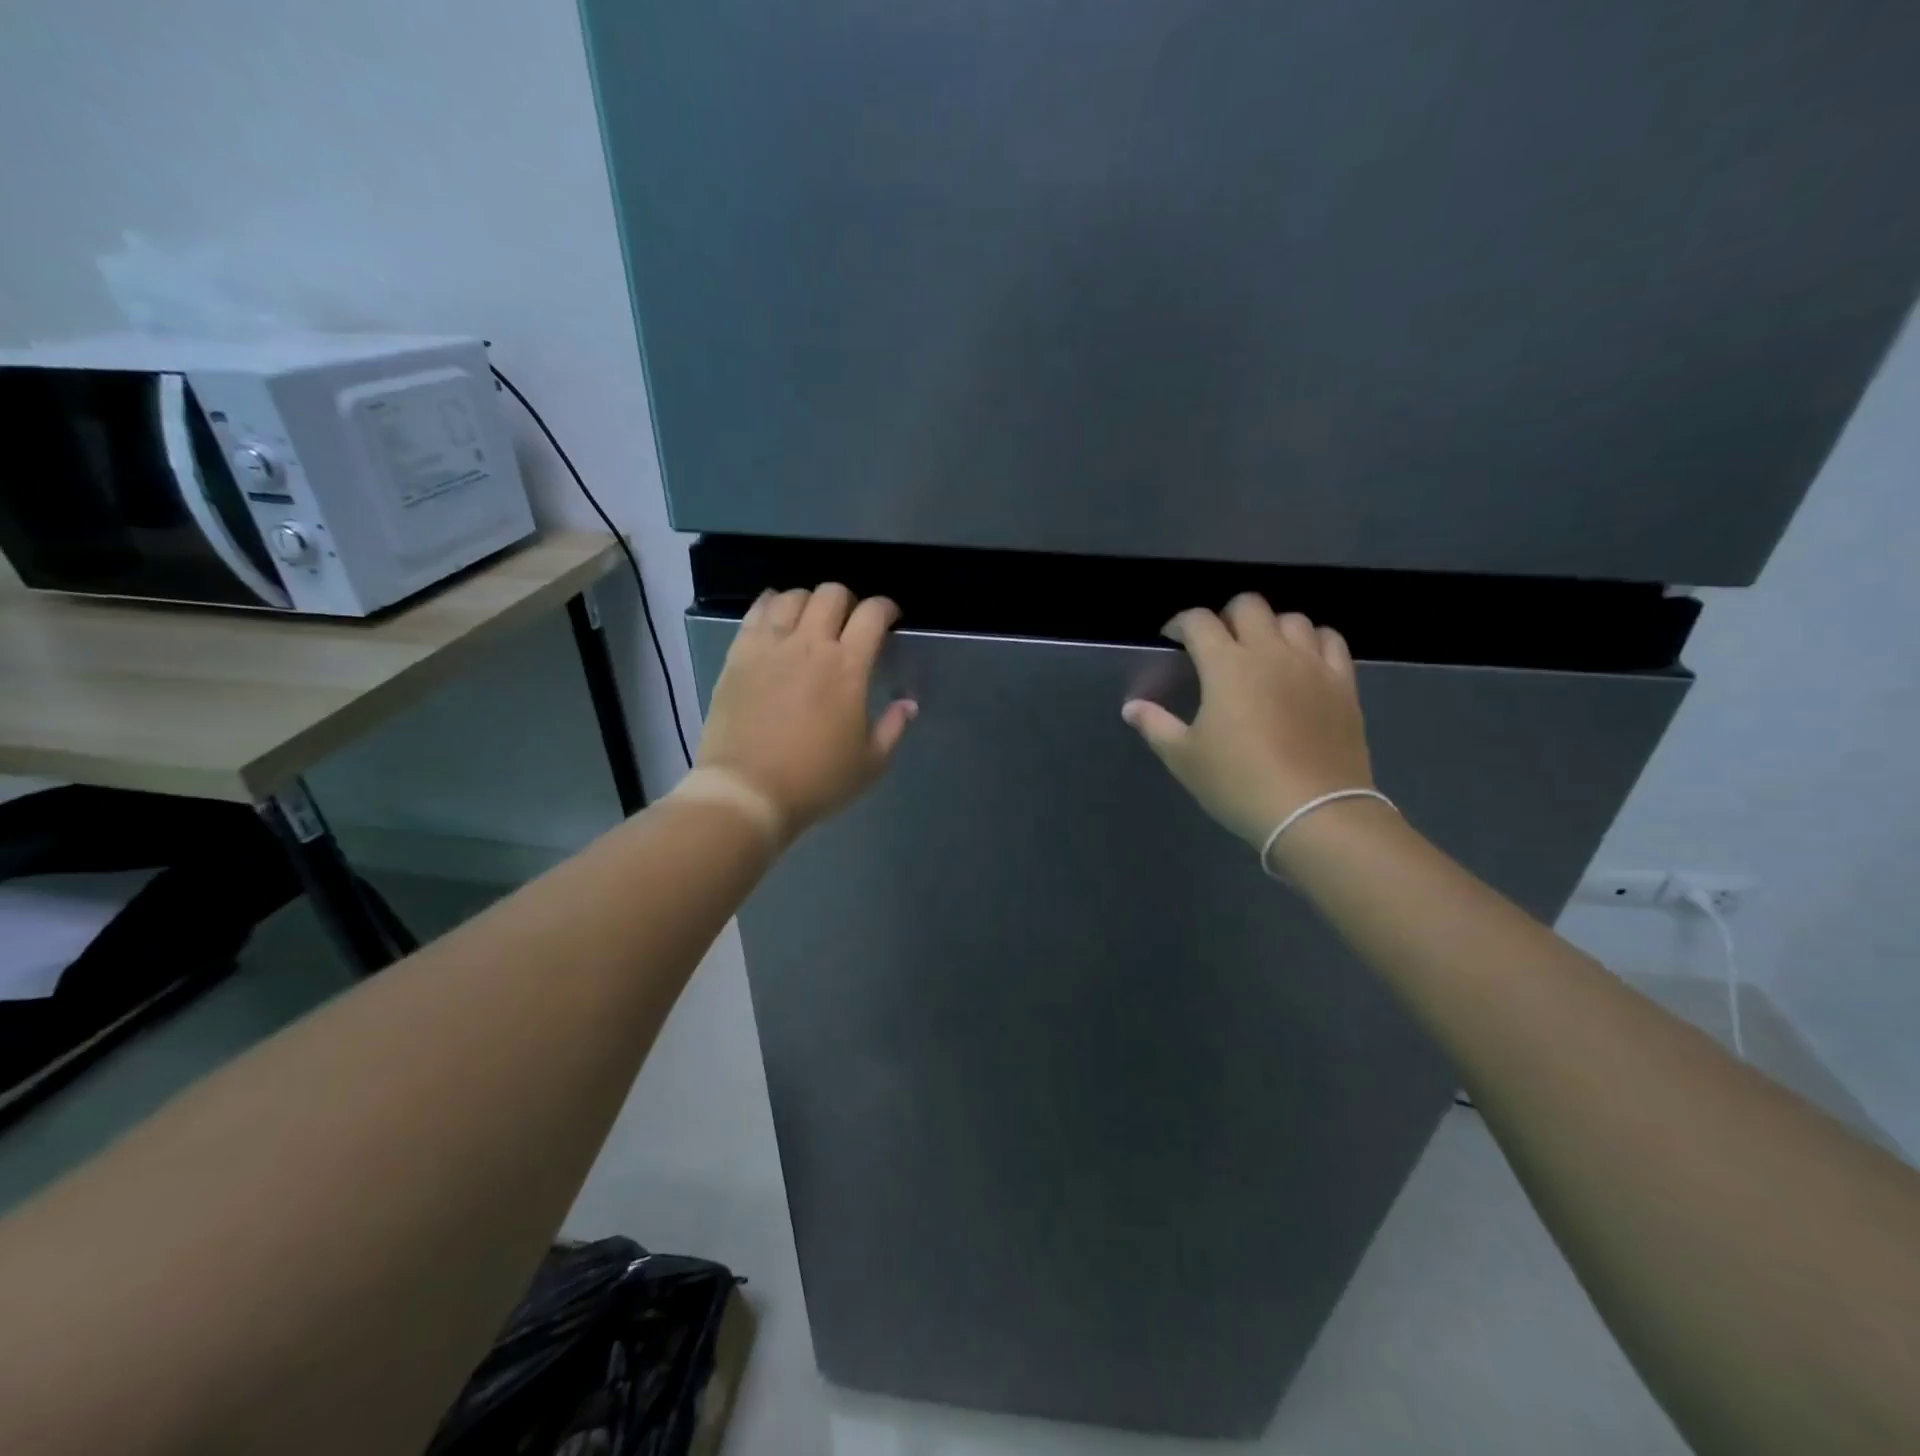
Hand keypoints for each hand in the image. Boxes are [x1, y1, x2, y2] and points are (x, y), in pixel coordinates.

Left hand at [695, 583, 916, 837]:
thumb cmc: (816, 780)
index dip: (886, 608)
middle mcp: (810, 645)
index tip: (890, 619)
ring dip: (810, 601)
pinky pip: (756, 611)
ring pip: (793, 596)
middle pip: (832, 594)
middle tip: (850, 622)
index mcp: (848, 667)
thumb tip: (908, 704)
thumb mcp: (870, 763)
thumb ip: (893, 727)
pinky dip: (771, 604)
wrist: (747, 792)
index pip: (872, 614)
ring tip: (811, 620)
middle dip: (848, 600)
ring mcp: (770, 646)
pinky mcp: (738, 654)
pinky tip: (776, 615)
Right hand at [1121, 595, 1373, 849]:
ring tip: (1261, 652)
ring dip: (1270, 627)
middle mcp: (1269, 651)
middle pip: (1248, 605)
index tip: (1172, 638)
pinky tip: (1302, 660)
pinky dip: (1312, 640)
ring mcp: (1311, 664)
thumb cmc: (1238, 783)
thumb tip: (1131, 707)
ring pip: (1292, 618)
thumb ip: (1155, 725)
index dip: (1181, 623)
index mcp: (1226, 665)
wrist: (1313, 811)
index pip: (1199, 621)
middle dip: (1226, 616)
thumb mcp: (1185, 758)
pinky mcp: (1342, 682)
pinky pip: (1330, 640)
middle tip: (1217, 644)